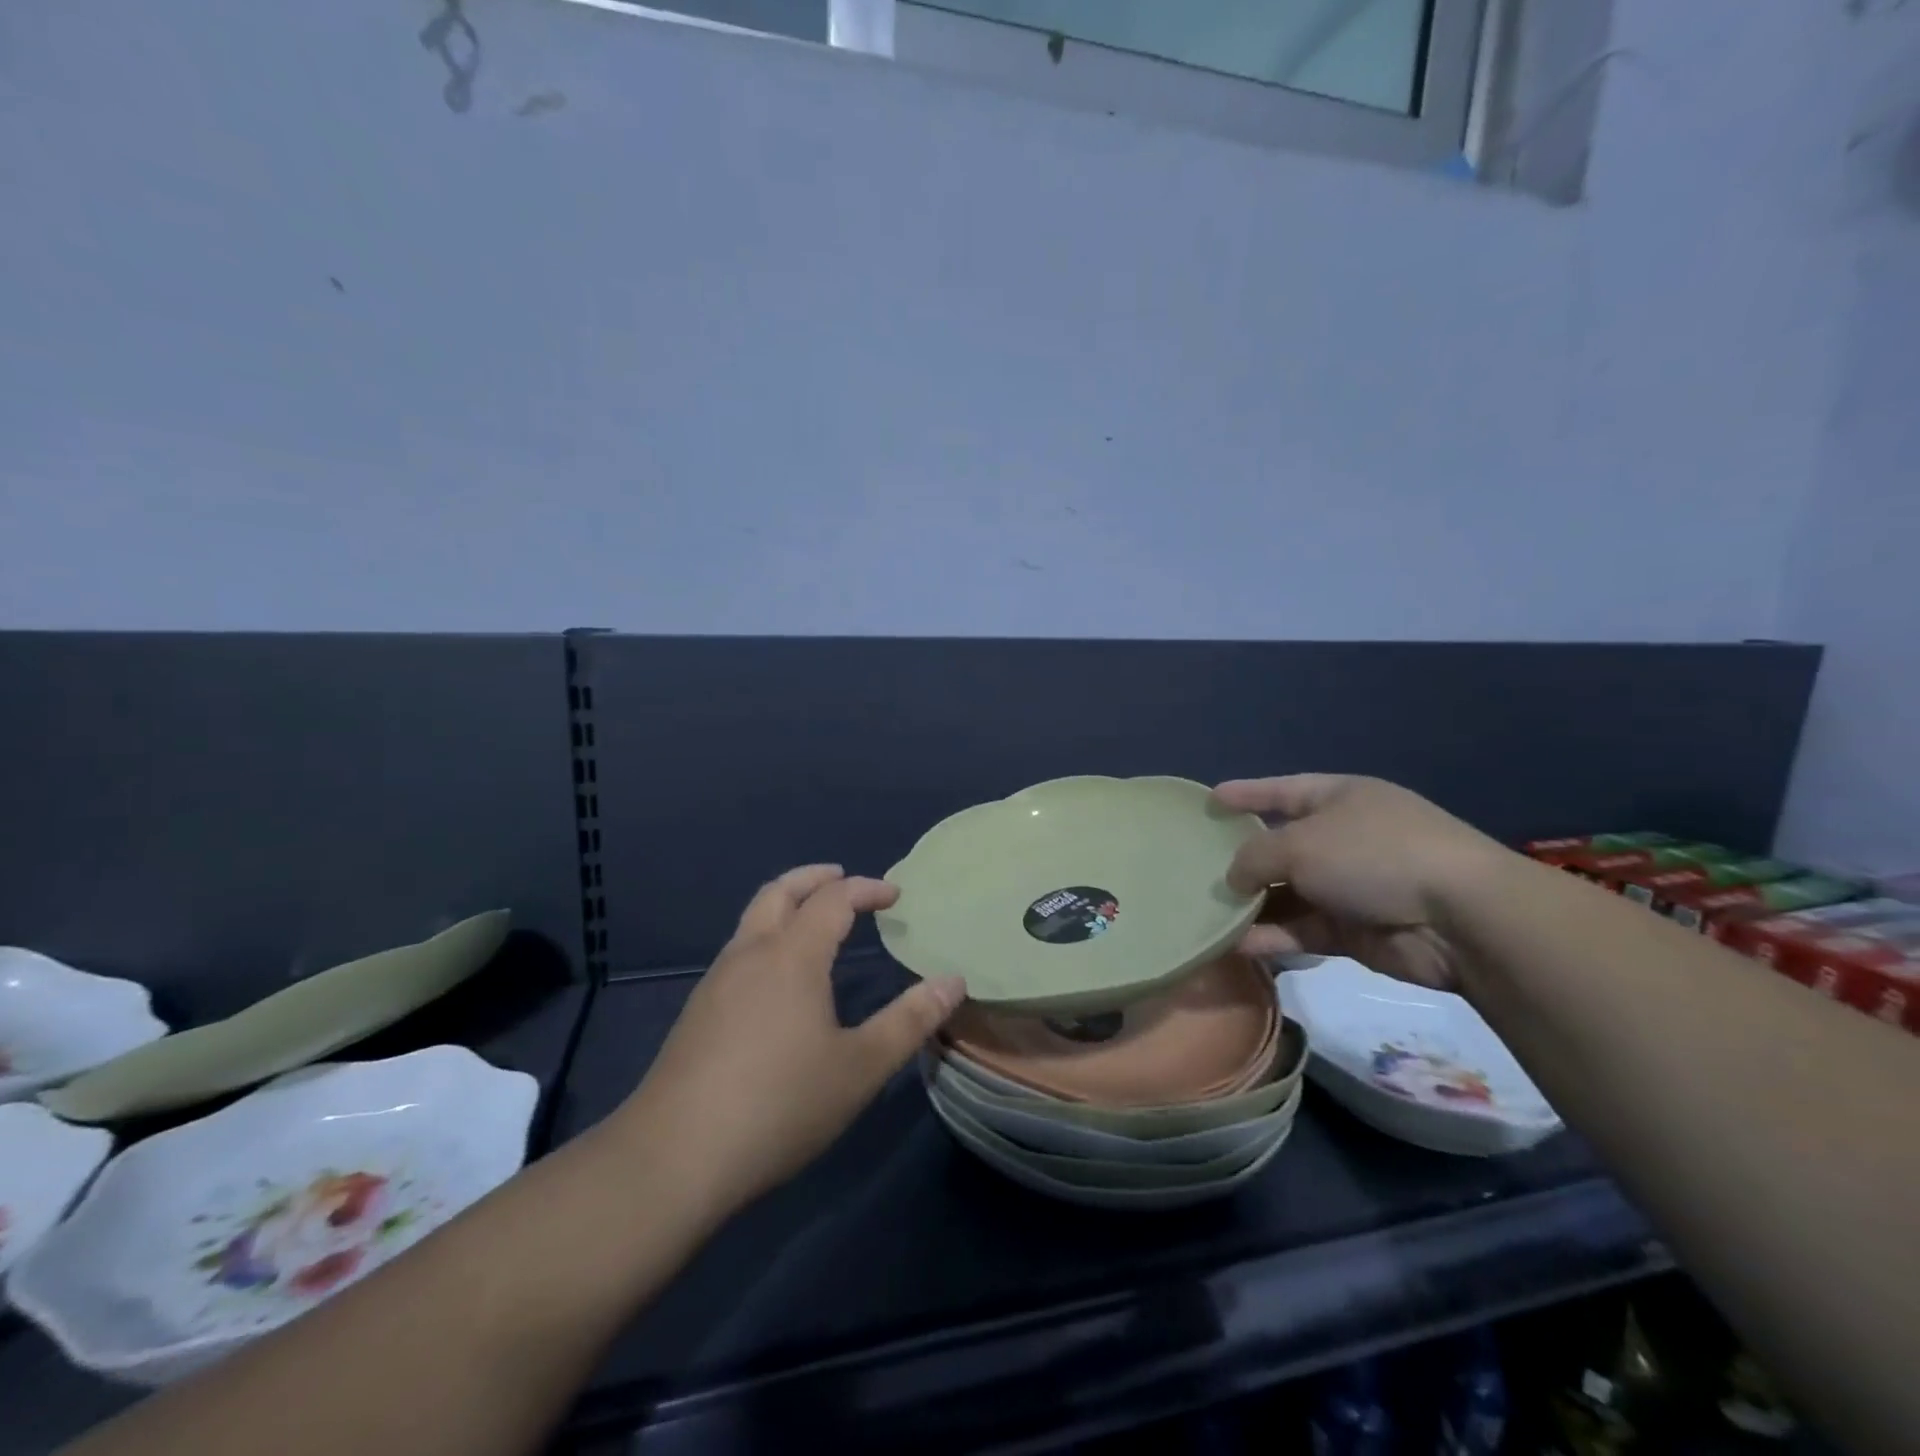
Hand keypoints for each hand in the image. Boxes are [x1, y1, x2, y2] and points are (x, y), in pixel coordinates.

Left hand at [615, 865, 966, 1219]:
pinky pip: (739, 951)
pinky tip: (777, 978)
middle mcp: (751, 954)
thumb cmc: (779, 1104)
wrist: (673, 1157)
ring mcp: (716, 981)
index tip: (894, 895)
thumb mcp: (859, 1068)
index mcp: (792, 956)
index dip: (866, 889)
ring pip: (752, 919)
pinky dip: (767, 937)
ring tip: (813, 922)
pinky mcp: (697, 1011)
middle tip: (842, 878)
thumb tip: (953, 981)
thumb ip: (909, 1021)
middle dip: (815, 878)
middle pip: (780, 891)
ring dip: (786, 905)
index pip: (833, 900)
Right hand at [1214, 775, 1512, 990]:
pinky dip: (1273, 936)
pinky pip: (1302, 929)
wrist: (1460, 918)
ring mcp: (1352, 886)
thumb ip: (1255, 856)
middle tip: (1198, 868)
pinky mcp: (1356, 930)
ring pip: (1288, 893)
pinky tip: (1237, 944)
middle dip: (1243, 858)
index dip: (1246, 793)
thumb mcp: (1300, 843)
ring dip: (1253, 905)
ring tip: (1208, 913)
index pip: (1283, 790)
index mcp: (1340, 798)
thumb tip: (1234, 878)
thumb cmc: (1373, 855)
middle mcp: (1345, 838)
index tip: (1211, 800)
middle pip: (1282, 846)